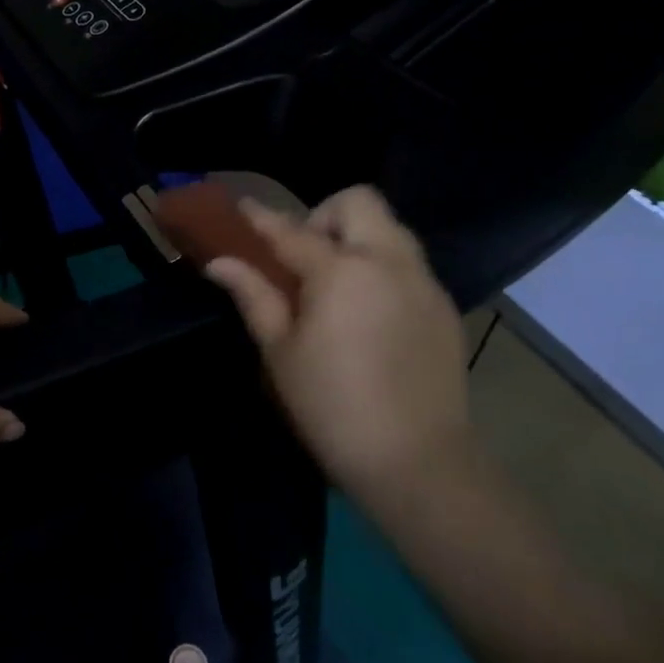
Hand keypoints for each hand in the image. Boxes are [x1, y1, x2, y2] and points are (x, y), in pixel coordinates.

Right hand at [203, 186, 471, 505]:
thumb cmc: (332, 407)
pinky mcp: (443, 305)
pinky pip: (408, 262)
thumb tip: (220, 263)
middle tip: (304, 258)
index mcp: (342, 272)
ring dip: (357, 236)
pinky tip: (369, 312)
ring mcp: (423, 281)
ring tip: (336, 283)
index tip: (242, 208)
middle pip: (358, 202)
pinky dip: (382, 266)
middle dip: (324, 215)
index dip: (261, 218)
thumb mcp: (281, 352)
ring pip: (389, 227)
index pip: (292, 230)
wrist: (417, 460)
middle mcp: (389, 261)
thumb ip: (254, 295)